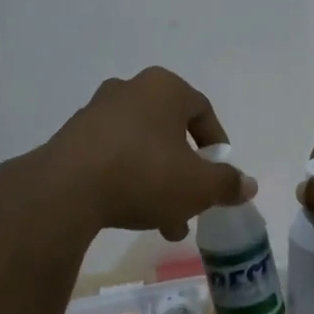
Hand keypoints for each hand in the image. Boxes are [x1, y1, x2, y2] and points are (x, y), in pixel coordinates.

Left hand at [37, 68, 255, 239]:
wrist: (66, 189)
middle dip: (185, 173)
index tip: (220, 176)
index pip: (203, 110)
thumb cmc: (145, 174)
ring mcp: (96, 111)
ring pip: (142, 147)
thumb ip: (227, 183)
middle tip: (192, 206)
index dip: (218, 145)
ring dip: (158, 182)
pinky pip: (112, 156)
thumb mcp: (198, 186)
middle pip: (171, 133)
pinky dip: (127, 179)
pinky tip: (130, 213)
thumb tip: (247, 184)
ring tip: (164, 224)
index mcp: (164, 88)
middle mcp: (130, 89)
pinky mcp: (72, 137)